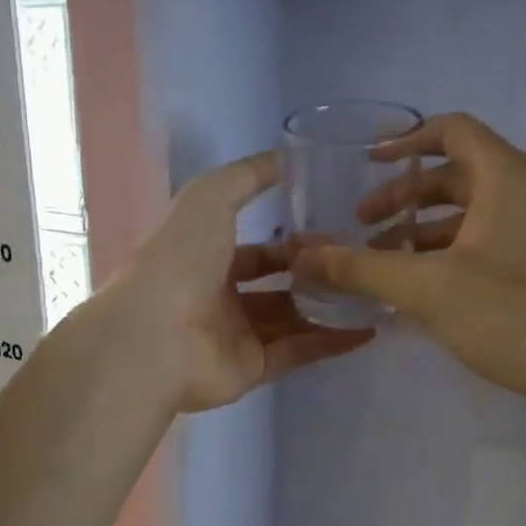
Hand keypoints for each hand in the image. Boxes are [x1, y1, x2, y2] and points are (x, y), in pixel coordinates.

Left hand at [108, 152, 372, 412]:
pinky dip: (331, 342)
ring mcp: (235, 336)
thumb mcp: (210, 197)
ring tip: (372, 292)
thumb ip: (246, 176)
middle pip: (277, 285)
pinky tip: (369, 328)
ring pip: (291, 319)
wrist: (154, 337)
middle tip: (358, 263)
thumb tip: (286, 157)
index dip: (292, 241)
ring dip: (328, 307)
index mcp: (204, 259)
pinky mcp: (251, 369)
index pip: (256, 250)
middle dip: (314, 274)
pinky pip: (298, 353)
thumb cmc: (180, 259)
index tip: (334, 232)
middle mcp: (219, 298)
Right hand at [304, 112, 525, 441]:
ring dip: (422, 230)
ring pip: (469, 213)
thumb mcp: (424, 287)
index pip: (452, 131)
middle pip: (456, 175)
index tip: (368, 162)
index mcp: (507, 178)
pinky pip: (484, 243)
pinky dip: (446, 253)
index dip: (406, 140)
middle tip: (362, 225)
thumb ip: (361, 268)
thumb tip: (304, 256)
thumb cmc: (508, 314)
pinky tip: (418, 288)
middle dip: (404, 196)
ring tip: (382, 261)